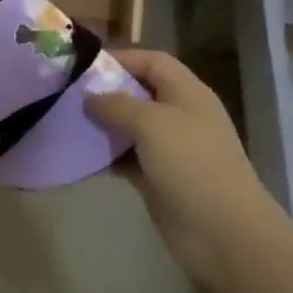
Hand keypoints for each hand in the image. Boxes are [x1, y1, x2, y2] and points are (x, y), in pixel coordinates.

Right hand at [85, 49, 268, 276]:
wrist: (224, 233)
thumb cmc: (191, 164)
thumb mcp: (151, 123)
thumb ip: (117, 104)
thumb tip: (91, 97)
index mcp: (187, 93)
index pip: (153, 61)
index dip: (122, 59)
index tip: (84, 67)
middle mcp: (180, 116)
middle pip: (139, 93)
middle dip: (106, 92)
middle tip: (69, 95)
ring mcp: (171, 149)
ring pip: (130, 127)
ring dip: (103, 126)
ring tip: (69, 123)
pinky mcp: (160, 178)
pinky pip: (128, 158)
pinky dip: (107, 156)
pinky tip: (81, 156)